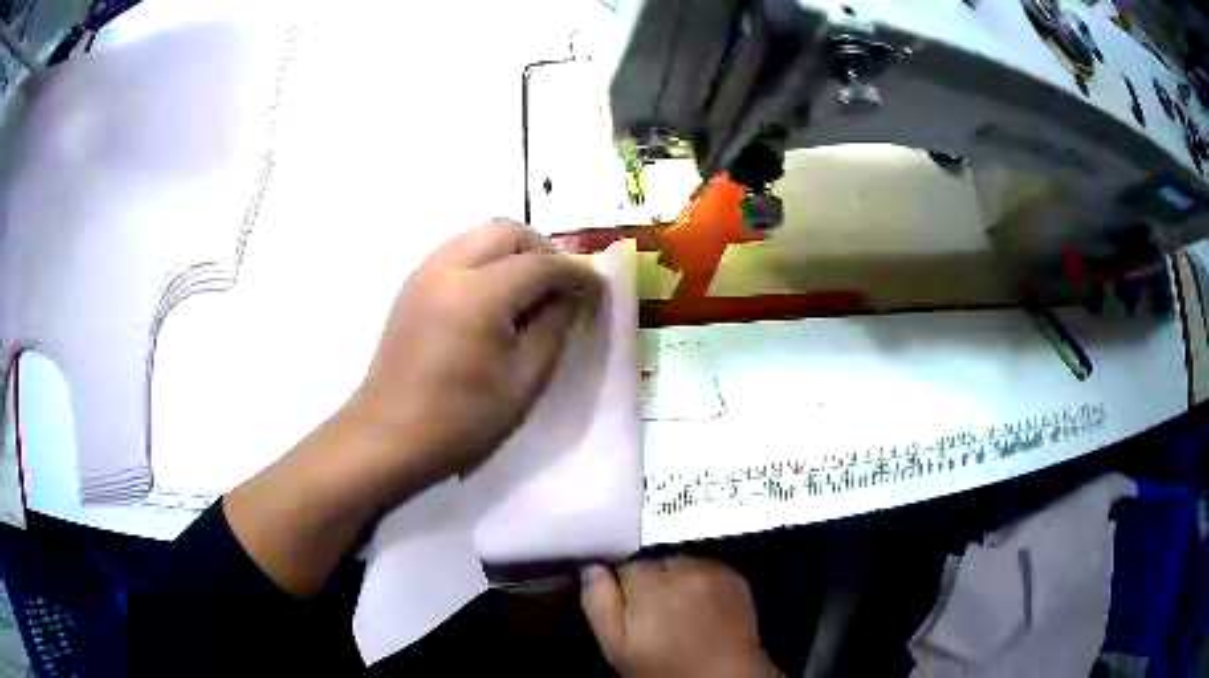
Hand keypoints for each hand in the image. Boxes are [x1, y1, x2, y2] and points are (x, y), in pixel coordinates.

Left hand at [348, 219, 600, 492]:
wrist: (390, 436)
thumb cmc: (461, 420)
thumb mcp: (524, 380)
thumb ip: (554, 327)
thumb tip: (573, 296)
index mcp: (478, 294)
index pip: (540, 265)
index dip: (576, 274)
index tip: (598, 291)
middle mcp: (448, 267)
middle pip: (508, 232)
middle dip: (544, 251)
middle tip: (562, 286)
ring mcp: (424, 272)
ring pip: (480, 235)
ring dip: (514, 251)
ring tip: (531, 290)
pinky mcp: (412, 284)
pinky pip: (458, 251)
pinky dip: (486, 259)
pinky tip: (494, 297)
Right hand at [581, 557, 773, 677]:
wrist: (721, 677)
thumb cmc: (662, 667)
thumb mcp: (615, 646)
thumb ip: (597, 602)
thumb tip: (592, 569)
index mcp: (645, 583)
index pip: (622, 565)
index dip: (621, 589)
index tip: (627, 609)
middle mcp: (680, 568)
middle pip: (653, 562)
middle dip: (649, 583)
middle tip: (653, 616)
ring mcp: (711, 570)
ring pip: (680, 564)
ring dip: (676, 580)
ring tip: (679, 613)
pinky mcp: (734, 576)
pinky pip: (707, 568)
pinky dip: (701, 582)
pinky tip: (701, 608)